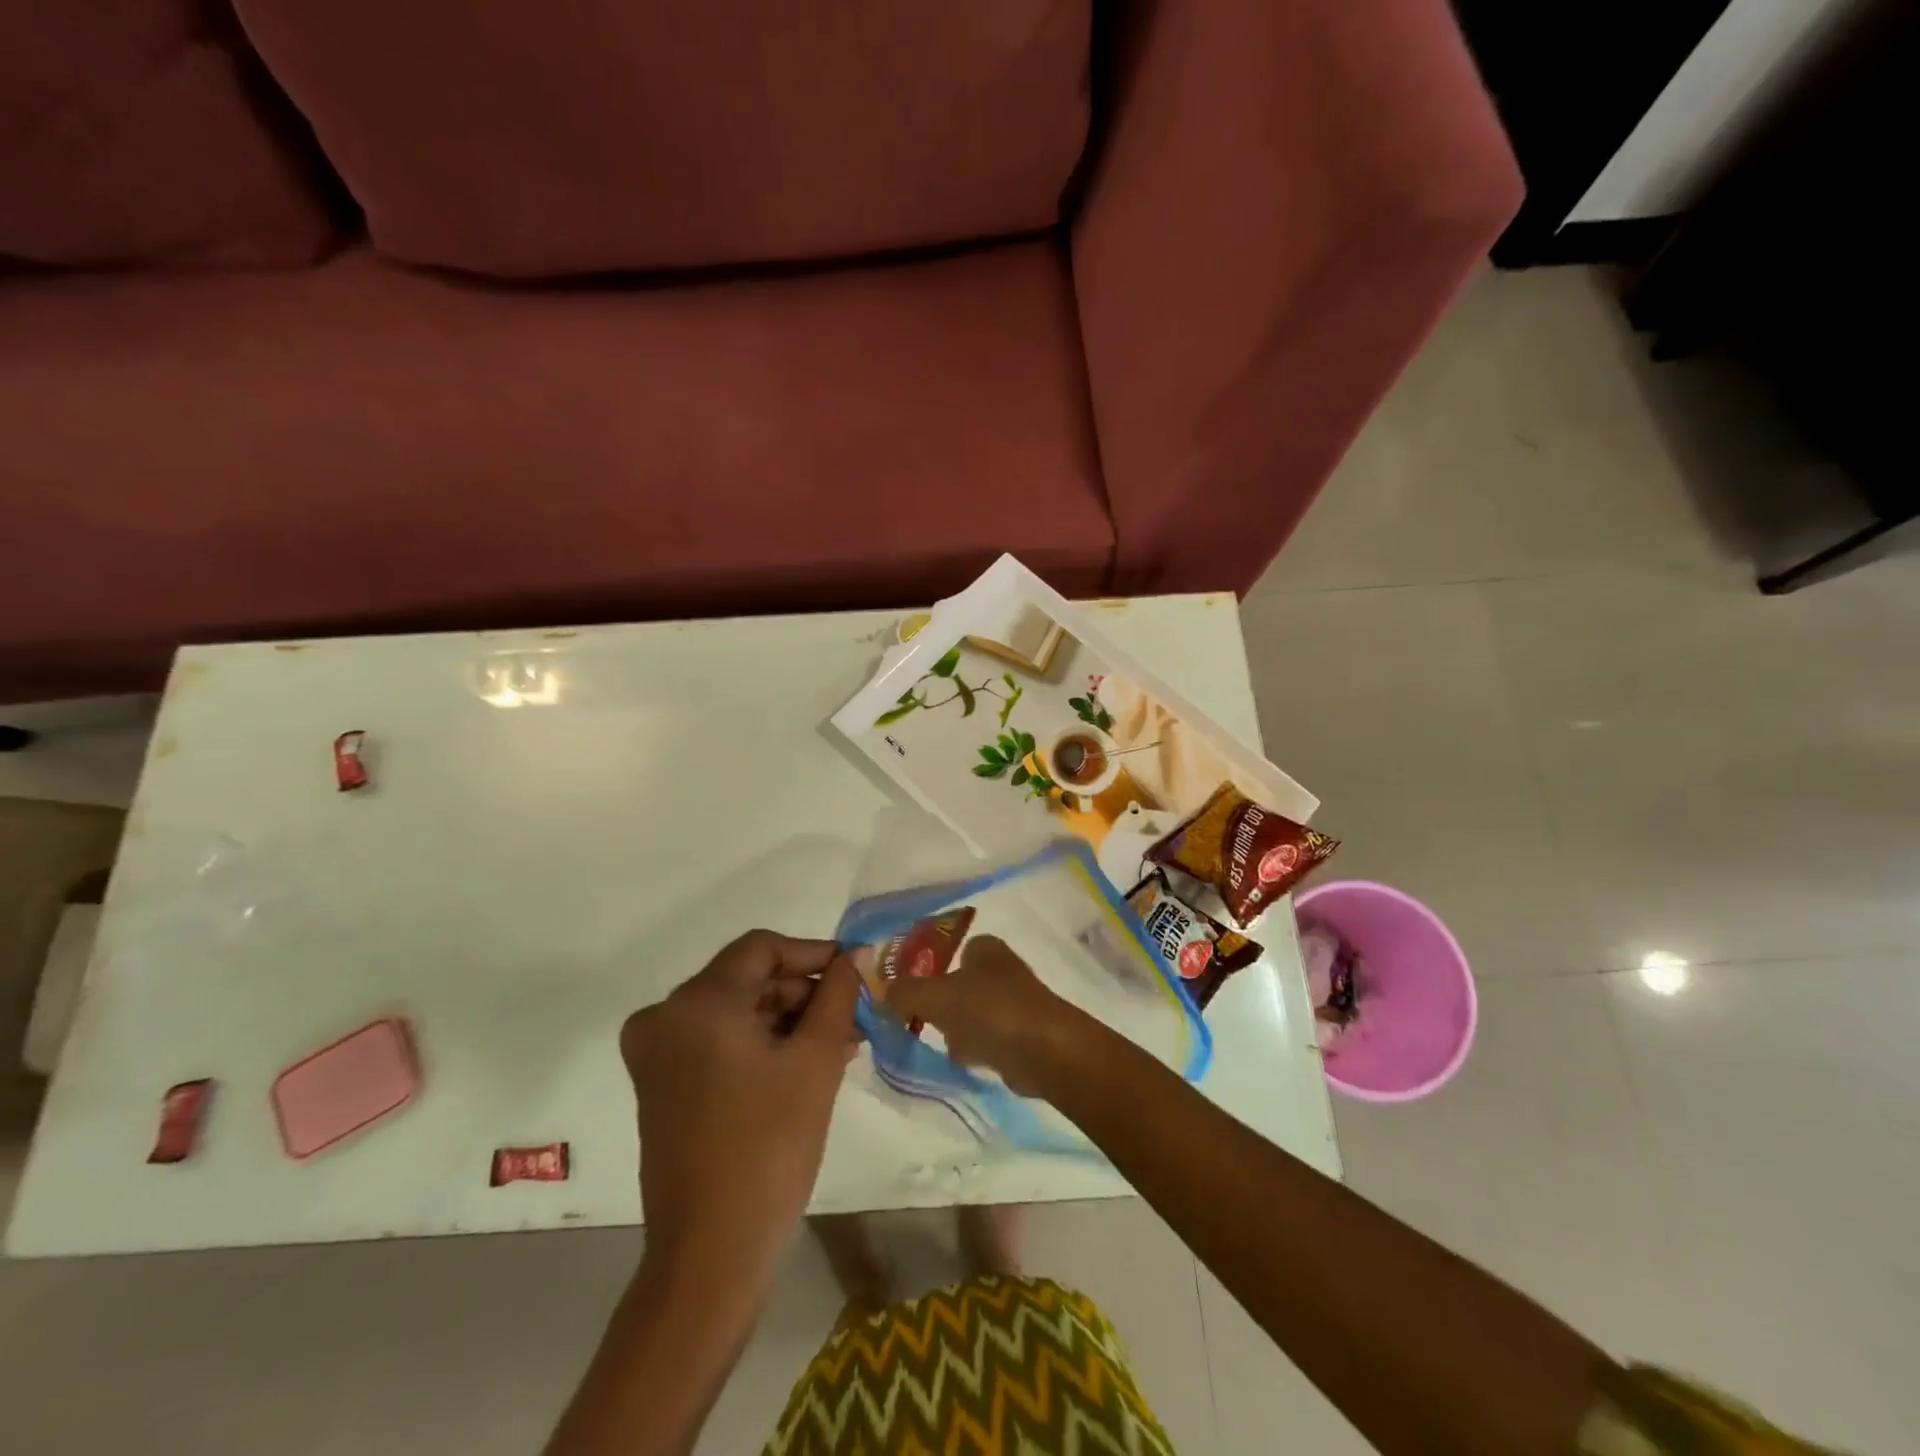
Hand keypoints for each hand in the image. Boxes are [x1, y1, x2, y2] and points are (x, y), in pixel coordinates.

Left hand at [620, 931, 858, 1279]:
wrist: (711, 1254)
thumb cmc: (768, 1146)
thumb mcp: (815, 1060)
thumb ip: (838, 995)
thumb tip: (856, 956)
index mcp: (696, 1003)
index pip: (762, 948)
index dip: (813, 954)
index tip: (855, 972)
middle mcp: (665, 1018)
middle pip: (748, 979)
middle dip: (805, 993)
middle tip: (855, 1014)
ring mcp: (658, 1055)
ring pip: (737, 1012)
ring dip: (789, 1021)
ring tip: (843, 1042)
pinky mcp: (662, 1086)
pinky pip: (720, 1042)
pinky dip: (763, 1045)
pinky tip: (808, 1063)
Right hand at [885, 935, 1078, 1095]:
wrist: (1045, 1051)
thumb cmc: (990, 1010)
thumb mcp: (936, 996)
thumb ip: (905, 992)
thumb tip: (881, 991)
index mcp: (985, 948)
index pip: (950, 950)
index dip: (929, 968)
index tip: (907, 992)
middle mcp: (1001, 969)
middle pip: (958, 984)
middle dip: (940, 1004)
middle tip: (917, 1020)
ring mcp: (1014, 1003)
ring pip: (970, 1013)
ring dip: (956, 1029)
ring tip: (943, 1042)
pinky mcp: (1022, 1035)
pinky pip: (986, 1038)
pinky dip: (975, 1048)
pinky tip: (967, 1059)